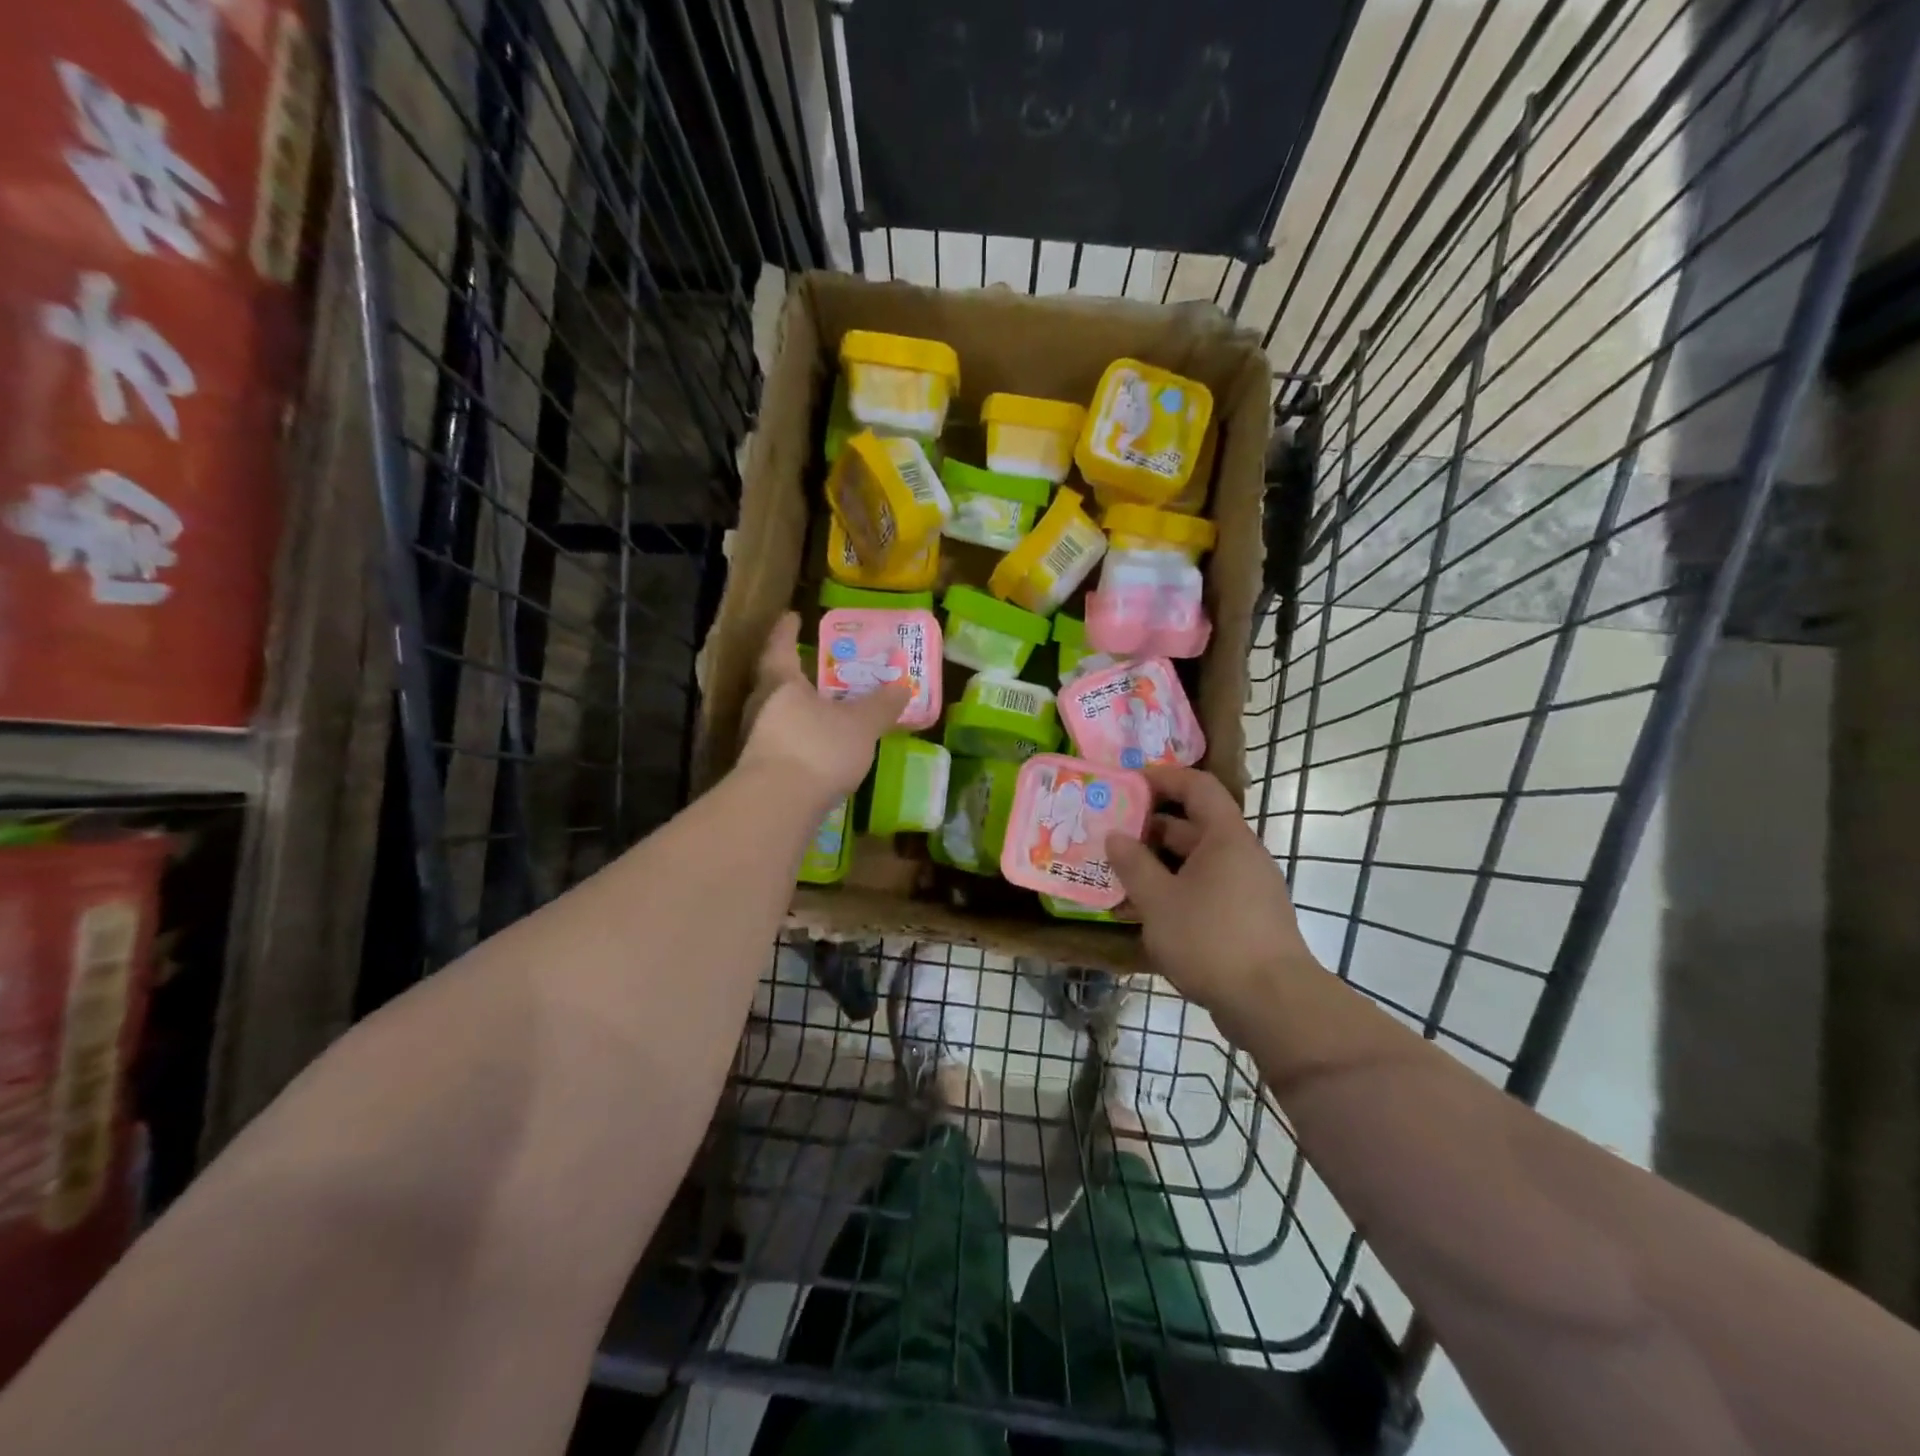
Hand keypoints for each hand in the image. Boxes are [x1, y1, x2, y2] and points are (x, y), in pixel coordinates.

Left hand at [738, 613, 909, 802]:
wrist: (778, 806)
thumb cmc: (818, 748)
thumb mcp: (860, 724)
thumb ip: (881, 705)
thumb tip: (902, 686)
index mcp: (781, 683)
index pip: (781, 647)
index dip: (787, 630)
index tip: (792, 616)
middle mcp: (762, 706)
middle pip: (775, 682)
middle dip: (795, 673)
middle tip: (816, 666)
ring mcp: (758, 740)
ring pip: (779, 714)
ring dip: (799, 710)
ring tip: (825, 709)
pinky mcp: (762, 771)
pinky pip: (785, 743)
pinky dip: (802, 739)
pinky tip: (821, 749)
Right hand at [1106, 766, 1319, 1029]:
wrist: (1273, 1004)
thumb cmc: (1211, 940)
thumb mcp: (1159, 901)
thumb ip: (1134, 865)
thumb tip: (1115, 836)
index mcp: (1226, 838)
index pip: (1198, 786)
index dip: (1163, 777)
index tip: (1128, 783)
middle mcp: (1241, 855)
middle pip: (1195, 825)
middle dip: (1151, 827)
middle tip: (1111, 832)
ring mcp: (1248, 888)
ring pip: (1197, 862)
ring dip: (1159, 864)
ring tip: (1119, 873)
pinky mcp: (1247, 919)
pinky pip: (1206, 889)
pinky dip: (1176, 890)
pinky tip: (1146, 912)